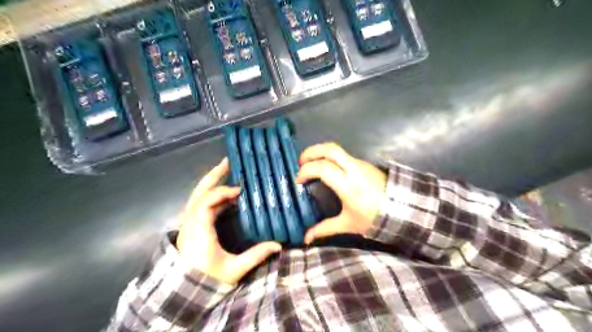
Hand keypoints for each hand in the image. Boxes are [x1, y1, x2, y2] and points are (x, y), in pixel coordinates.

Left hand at [175, 159, 281, 284]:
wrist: (185, 293)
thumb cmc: (207, 280)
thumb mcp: (234, 269)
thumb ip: (256, 255)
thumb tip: (278, 244)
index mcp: (199, 230)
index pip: (207, 202)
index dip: (222, 192)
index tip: (240, 191)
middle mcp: (190, 223)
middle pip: (198, 192)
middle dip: (213, 175)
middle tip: (228, 162)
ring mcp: (188, 223)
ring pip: (198, 196)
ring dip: (212, 183)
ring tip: (227, 172)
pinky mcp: (191, 226)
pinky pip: (201, 204)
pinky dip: (213, 195)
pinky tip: (227, 196)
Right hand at [296, 141, 388, 245]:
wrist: (402, 210)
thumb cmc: (374, 218)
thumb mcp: (348, 224)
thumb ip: (325, 229)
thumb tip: (306, 239)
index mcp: (348, 185)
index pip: (323, 168)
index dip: (306, 171)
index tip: (298, 181)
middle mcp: (353, 169)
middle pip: (330, 149)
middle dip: (311, 152)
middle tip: (300, 162)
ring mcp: (360, 164)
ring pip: (337, 149)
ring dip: (320, 152)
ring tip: (311, 164)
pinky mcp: (364, 163)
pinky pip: (343, 155)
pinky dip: (330, 157)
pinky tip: (327, 168)